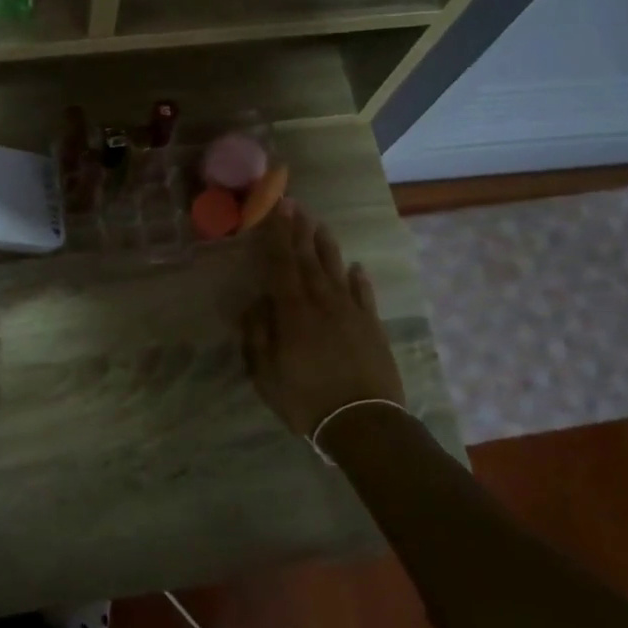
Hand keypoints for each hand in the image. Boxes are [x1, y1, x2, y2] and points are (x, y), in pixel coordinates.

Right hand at [241, 201, 405, 439]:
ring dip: (326, 247)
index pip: (281, 264)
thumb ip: (258, 336)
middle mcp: (322, 303)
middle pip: (308, 260)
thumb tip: (255, 303)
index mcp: (293, 312)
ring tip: (320, 225)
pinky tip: (356, 267)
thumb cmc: (306, 400)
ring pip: (336, 271)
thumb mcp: (266, 375)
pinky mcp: (372, 327)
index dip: (277, 235)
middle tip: (294, 204)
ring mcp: (351, 313)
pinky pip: (364, 295)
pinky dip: (359, 279)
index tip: (275, 208)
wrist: (363, 422)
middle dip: (299, 231)